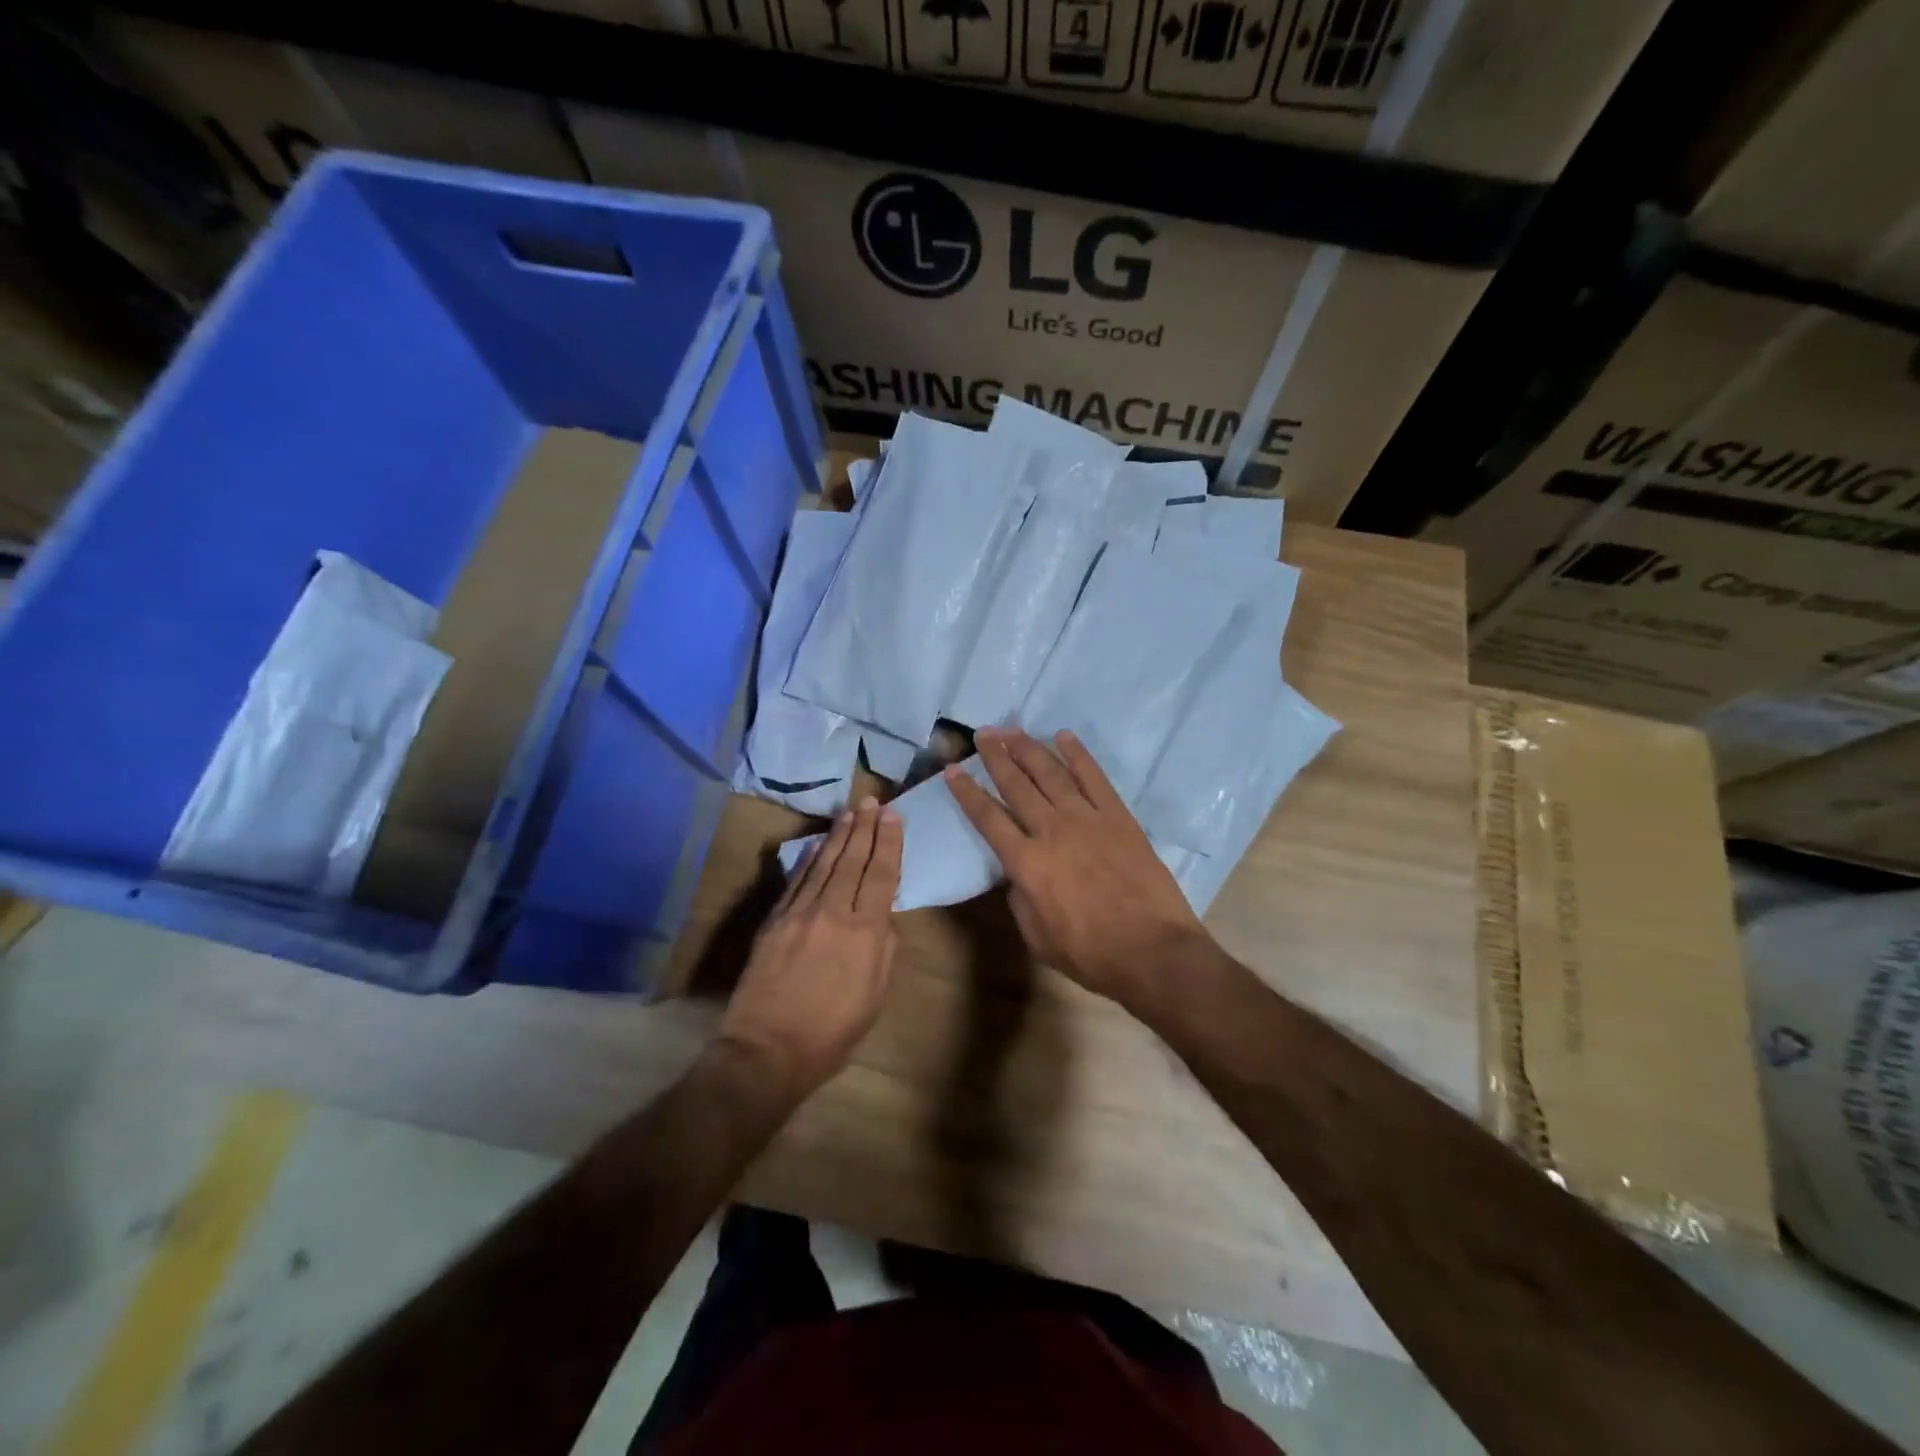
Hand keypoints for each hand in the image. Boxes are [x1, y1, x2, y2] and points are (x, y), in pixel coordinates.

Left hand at [719, 797, 902, 1097]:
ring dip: (838, 836)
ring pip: (823, 865)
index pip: (882, 875)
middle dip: (864, 828)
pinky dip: (808, 860)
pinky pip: (796, 881)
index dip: (889, 843)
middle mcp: (833, 912)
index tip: (893, 816)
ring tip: (850, 813)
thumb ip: (883, 949)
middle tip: (872, 801)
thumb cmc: (831, 1033)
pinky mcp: (774, 921)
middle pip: (852, 861)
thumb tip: (883, 915)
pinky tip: (816, 845)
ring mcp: (799, 913)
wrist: (767, 1050)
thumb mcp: (874, 996)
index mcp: (864, 932)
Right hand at [945, 727, 1208, 1013]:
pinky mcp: (1118, 816)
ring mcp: (1087, 819)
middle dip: (996, 757)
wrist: (1152, 951)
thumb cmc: (1089, 953)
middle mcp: (1052, 831)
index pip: (988, 818)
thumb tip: (1016, 871)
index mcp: (1027, 863)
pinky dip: (1078, 754)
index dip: (967, 792)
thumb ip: (1019, 897)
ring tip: (1011, 730)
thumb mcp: (1036, 936)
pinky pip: (1094, 777)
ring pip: (1051, 773)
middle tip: (982, 734)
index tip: (953, 770)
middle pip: (1017, 785)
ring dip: (1029, 748)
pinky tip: (1064, 736)